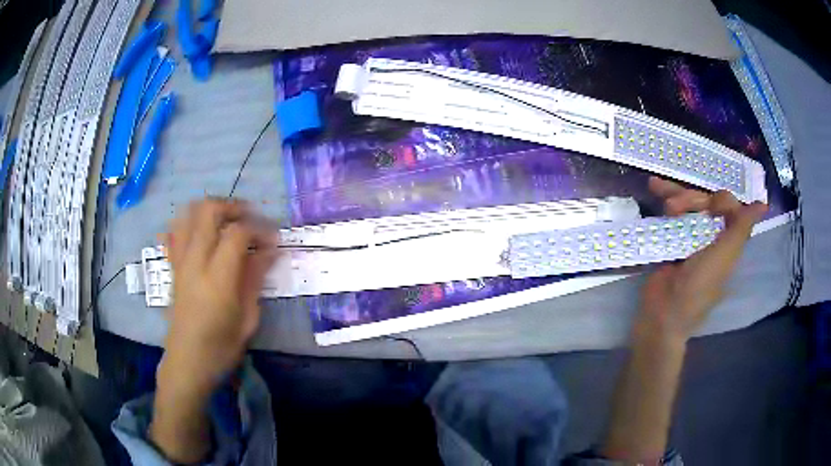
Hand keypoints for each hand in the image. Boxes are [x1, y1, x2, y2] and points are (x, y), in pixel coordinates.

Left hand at [162, 198, 277, 392]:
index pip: (237, 233)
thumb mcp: (248, 319)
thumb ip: (255, 278)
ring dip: (210, 209)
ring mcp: (180, 262)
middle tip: (251, 217)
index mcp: (217, 279)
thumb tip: (269, 250)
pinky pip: (176, 232)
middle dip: (233, 207)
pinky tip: (202, 233)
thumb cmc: (221, 348)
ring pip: (189, 214)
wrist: (187, 362)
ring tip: (228, 220)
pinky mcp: (173, 267)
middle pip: (208, 211)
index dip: (259, 228)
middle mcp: (195, 262)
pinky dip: (190, 223)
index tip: (274, 239)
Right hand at [635, 177, 767, 342]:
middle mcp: (711, 236)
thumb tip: (763, 205)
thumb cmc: (697, 288)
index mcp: (727, 242)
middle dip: (690, 199)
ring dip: (674, 195)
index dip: (719, 200)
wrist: (662, 313)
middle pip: (706, 202)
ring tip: (657, 193)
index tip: (709, 207)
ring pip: (688, 204)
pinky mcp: (671, 240)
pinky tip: (653, 185)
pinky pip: (670, 213)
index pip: (729, 207)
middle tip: (673, 209)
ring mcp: (690, 237)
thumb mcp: (723, 258)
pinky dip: (663, 197)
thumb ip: (741, 229)